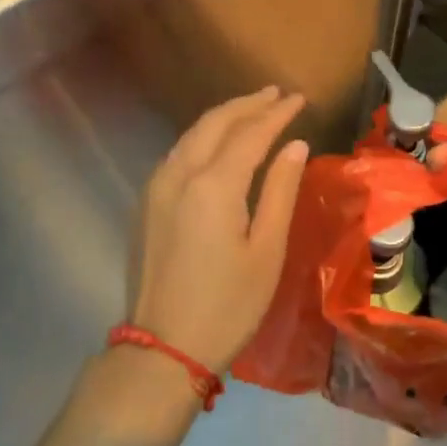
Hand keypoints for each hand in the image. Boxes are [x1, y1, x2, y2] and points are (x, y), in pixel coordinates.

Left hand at [129, 87, 309, 373]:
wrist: (163, 351)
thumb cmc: (227, 305)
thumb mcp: (267, 251)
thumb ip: (280, 191)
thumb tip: (295, 146)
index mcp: (213, 184)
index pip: (251, 133)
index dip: (277, 113)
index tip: (299, 99)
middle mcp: (179, 174)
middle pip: (215, 123)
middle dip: (247, 104)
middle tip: (276, 94)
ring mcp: (156, 187)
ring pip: (192, 134)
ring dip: (224, 117)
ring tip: (252, 109)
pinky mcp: (147, 204)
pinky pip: (178, 153)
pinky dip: (204, 137)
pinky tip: (219, 142)